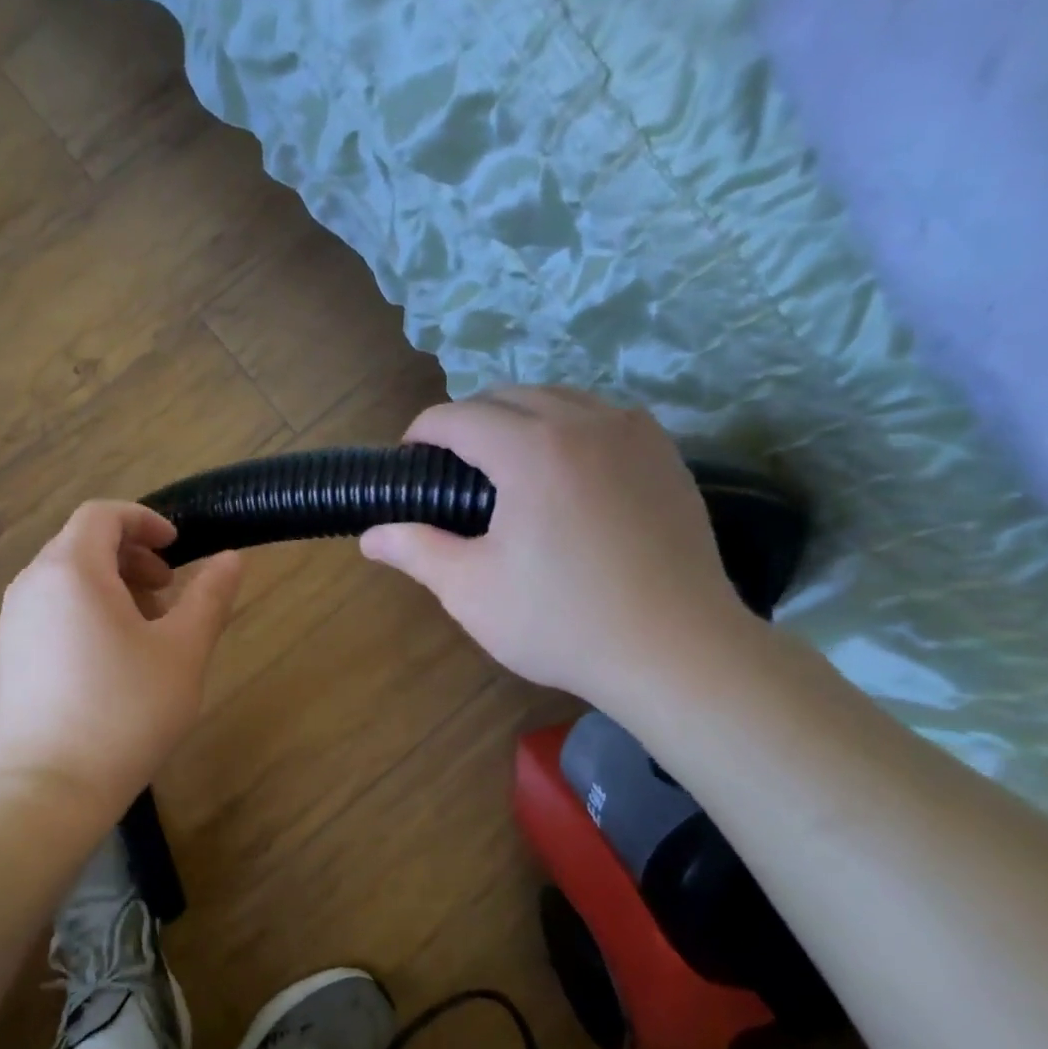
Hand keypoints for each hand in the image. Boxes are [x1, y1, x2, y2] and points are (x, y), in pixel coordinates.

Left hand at [0, 500, 243, 815]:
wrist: (44, 791)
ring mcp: (13, 622)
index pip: (103, 514)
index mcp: (72, 570)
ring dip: (111, 586)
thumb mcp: (182, 653)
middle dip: (131, 556)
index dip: (144, 521)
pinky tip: (113, 659)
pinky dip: (86, 611)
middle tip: (169, 590)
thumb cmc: (123, 713)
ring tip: (147, 629)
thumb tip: (232, 557)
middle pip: (83, 544)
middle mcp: (33, 585)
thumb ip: (208, 597)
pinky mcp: (8, 656)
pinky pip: (51, 610)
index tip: (178, 548)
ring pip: (67, 579)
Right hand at [361, 387, 746, 708]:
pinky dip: (568, 427)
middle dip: (467, 420)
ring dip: (518, 418)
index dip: (422, 432)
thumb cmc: (562, 621)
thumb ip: (415, 550)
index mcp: (531, 449)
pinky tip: (563, 471)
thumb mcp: (470, 590)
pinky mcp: (666, 456)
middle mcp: (585, 422)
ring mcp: (635, 434)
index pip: (458, 415)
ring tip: (503, 464)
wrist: (677, 652)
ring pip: (559, 398)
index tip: (409, 462)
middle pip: (507, 396)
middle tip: (449, 468)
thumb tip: (370, 537)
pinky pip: (603, 417)